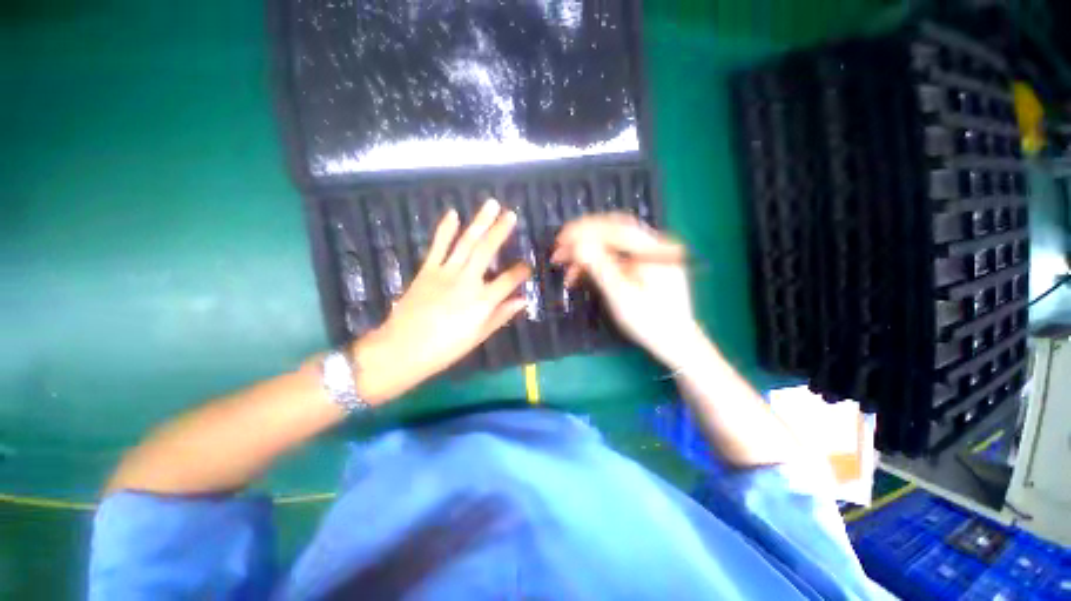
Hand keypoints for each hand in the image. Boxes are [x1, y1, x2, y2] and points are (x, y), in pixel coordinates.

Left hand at [352, 200, 530, 402]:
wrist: (403, 348)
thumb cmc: (445, 348)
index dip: (521, 271)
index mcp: (483, 301)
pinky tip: (453, 213)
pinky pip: (438, 246)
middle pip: (487, 251)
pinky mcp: (427, 270)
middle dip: (501, 231)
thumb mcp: (479, 335)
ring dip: (479, 222)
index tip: (527, 266)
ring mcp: (446, 273)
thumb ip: (502, 315)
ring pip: (466, 242)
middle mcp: (467, 281)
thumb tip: (523, 300)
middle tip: (511, 214)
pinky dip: (445, 229)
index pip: (509, 280)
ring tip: (490, 204)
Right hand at [552, 213, 702, 366]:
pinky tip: (582, 274)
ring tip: (567, 270)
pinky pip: (617, 256)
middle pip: (613, 230)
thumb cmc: (649, 322)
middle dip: (583, 239)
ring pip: (613, 243)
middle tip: (560, 250)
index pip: (614, 228)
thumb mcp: (621, 296)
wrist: (676, 342)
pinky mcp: (645, 264)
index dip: (584, 230)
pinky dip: (597, 262)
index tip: (560, 239)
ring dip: (588, 253)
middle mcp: (655, 245)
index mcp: (654, 249)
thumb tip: (577, 244)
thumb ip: (600, 266)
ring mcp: (651, 254)